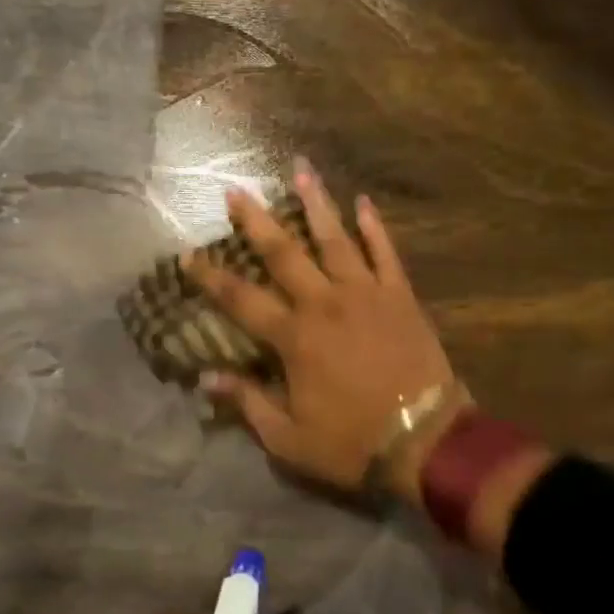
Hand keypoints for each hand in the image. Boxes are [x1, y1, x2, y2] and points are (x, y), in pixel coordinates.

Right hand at [188, 162, 464, 505]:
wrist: (426, 441)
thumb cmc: (352, 443)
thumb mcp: (288, 439)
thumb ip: (248, 403)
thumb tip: (206, 378)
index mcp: (294, 338)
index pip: (240, 299)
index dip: (210, 277)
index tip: (187, 255)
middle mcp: (324, 303)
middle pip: (283, 253)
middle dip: (256, 220)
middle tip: (235, 190)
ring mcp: (365, 294)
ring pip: (335, 239)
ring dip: (316, 203)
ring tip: (301, 170)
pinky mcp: (400, 296)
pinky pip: (385, 253)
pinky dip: (374, 227)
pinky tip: (364, 202)